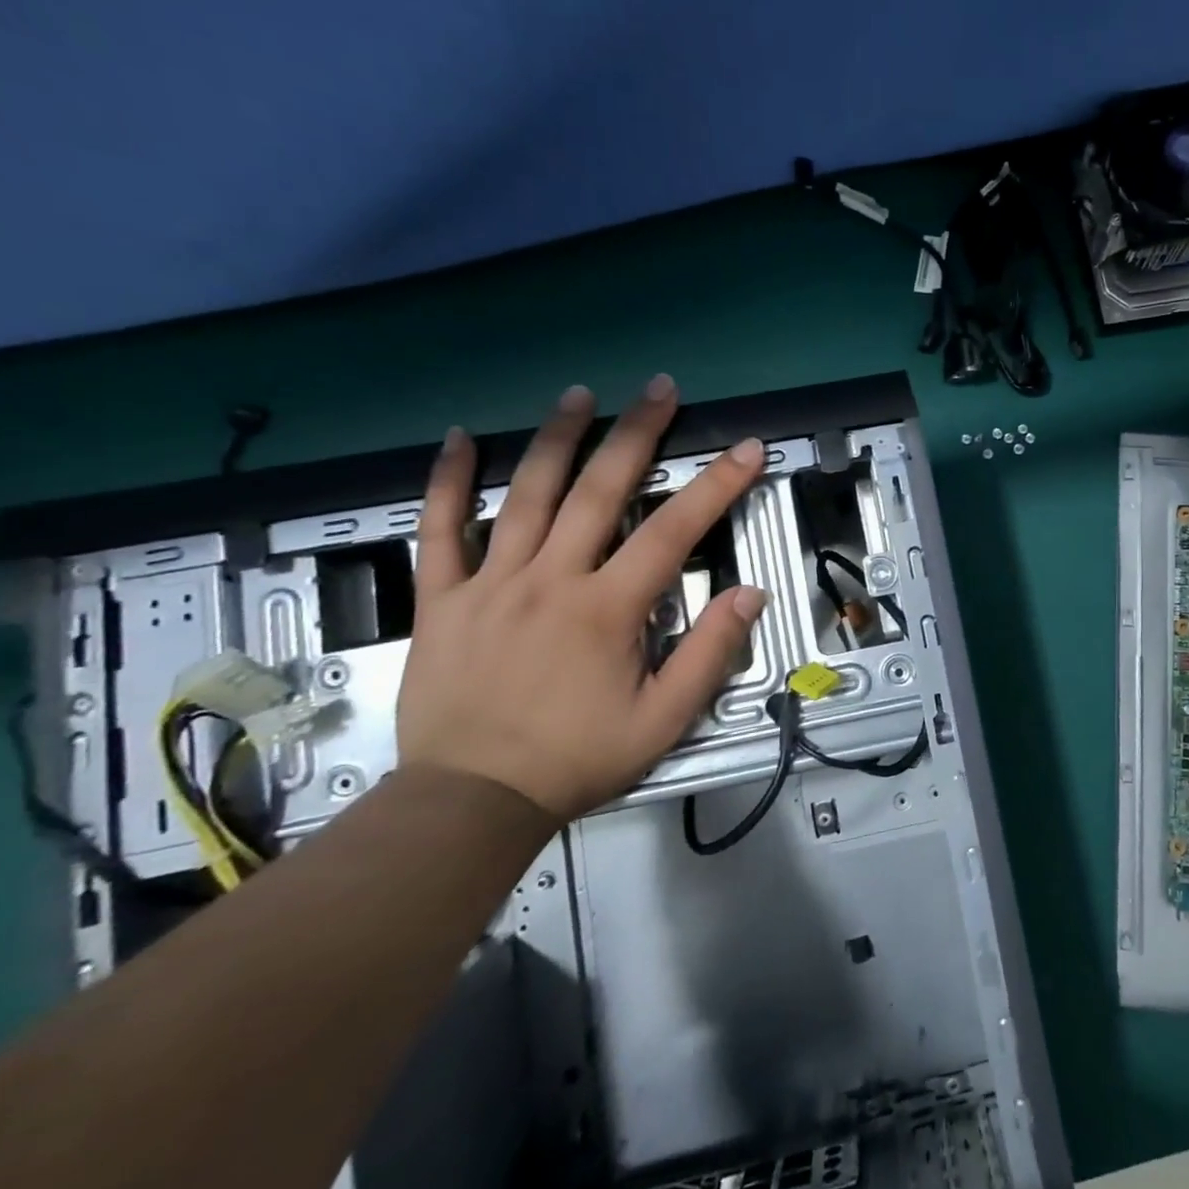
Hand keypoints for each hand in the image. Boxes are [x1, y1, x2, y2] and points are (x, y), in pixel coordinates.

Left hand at [396, 377, 769, 822]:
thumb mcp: (663, 720)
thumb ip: (709, 654)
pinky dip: (447, 481)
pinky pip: (439, 529)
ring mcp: (490, 583)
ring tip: (580, 394)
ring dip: (556, 438)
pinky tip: (458, 439)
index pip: (674, 531)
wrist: (471, 801)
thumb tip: (750, 595)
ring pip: (526, 494)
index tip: (746, 449)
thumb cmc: (576, 759)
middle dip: (636, 433)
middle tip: (659, 388)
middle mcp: (551, 580)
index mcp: (608, 609)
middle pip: (599, 490)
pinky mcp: (442, 598)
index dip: (716, 485)